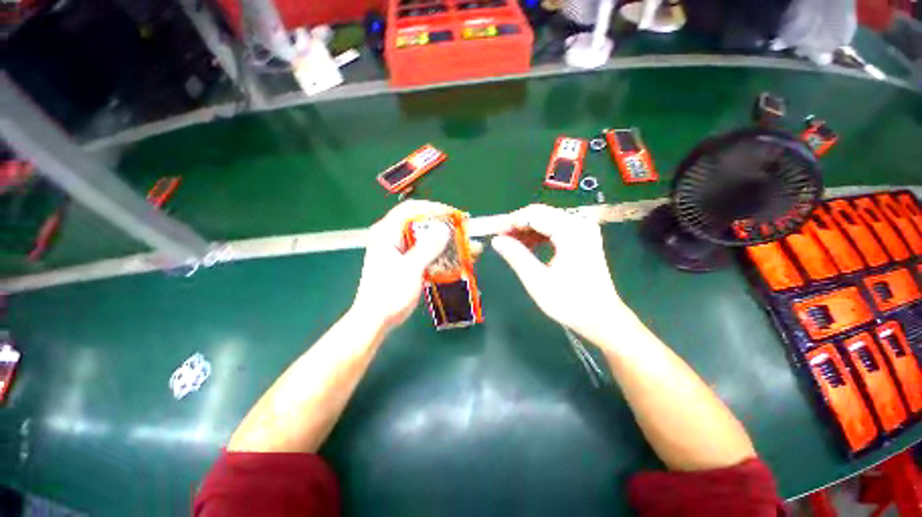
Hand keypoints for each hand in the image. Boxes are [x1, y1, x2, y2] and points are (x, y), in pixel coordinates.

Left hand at [350, 200, 452, 331]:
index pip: (411, 209)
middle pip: (420, 222)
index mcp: (387, 233)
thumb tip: (445, 228)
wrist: (376, 319)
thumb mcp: (410, 269)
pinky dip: (440, 252)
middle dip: (443, 225)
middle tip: (462, 231)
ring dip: (445, 240)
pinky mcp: (405, 261)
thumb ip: (427, 248)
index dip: (433, 208)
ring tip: (465, 245)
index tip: (453, 215)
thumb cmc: (389, 294)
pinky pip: (425, 250)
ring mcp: (398, 250)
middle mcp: (392, 237)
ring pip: (424, 237)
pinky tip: (455, 258)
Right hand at [492, 204, 626, 345]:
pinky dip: (538, 235)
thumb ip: (516, 256)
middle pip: (540, 213)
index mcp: (571, 231)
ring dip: (527, 230)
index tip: (494, 233)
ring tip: (511, 245)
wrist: (601, 318)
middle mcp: (579, 224)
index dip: (511, 222)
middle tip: (500, 239)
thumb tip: (496, 240)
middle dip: (518, 225)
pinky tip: (528, 247)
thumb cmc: (569, 302)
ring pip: (546, 219)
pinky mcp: (583, 237)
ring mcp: (583, 230)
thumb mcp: (537, 280)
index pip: (534, 214)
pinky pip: (555, 228)